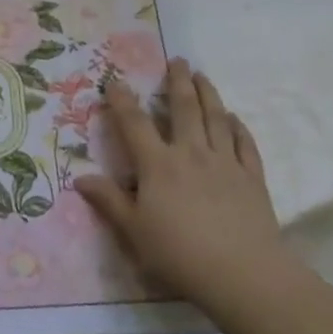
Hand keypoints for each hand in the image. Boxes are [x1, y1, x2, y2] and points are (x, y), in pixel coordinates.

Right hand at [78, 60, 297, 315]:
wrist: (242, 273)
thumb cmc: (179, 254)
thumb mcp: (134, 232)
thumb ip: (109, 201)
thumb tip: (80, 178)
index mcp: (158, 165)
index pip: (134, 123)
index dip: (122, 100)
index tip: (114, 80)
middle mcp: (191, 153)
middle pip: (184, 108)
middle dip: (177, 81)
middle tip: (177, 60)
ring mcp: (225, 162)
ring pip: (216, 118)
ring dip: (208, 93)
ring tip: (202, 75)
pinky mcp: (251, 177)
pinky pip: (244, 144)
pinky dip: (238, 127)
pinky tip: (233, 118)